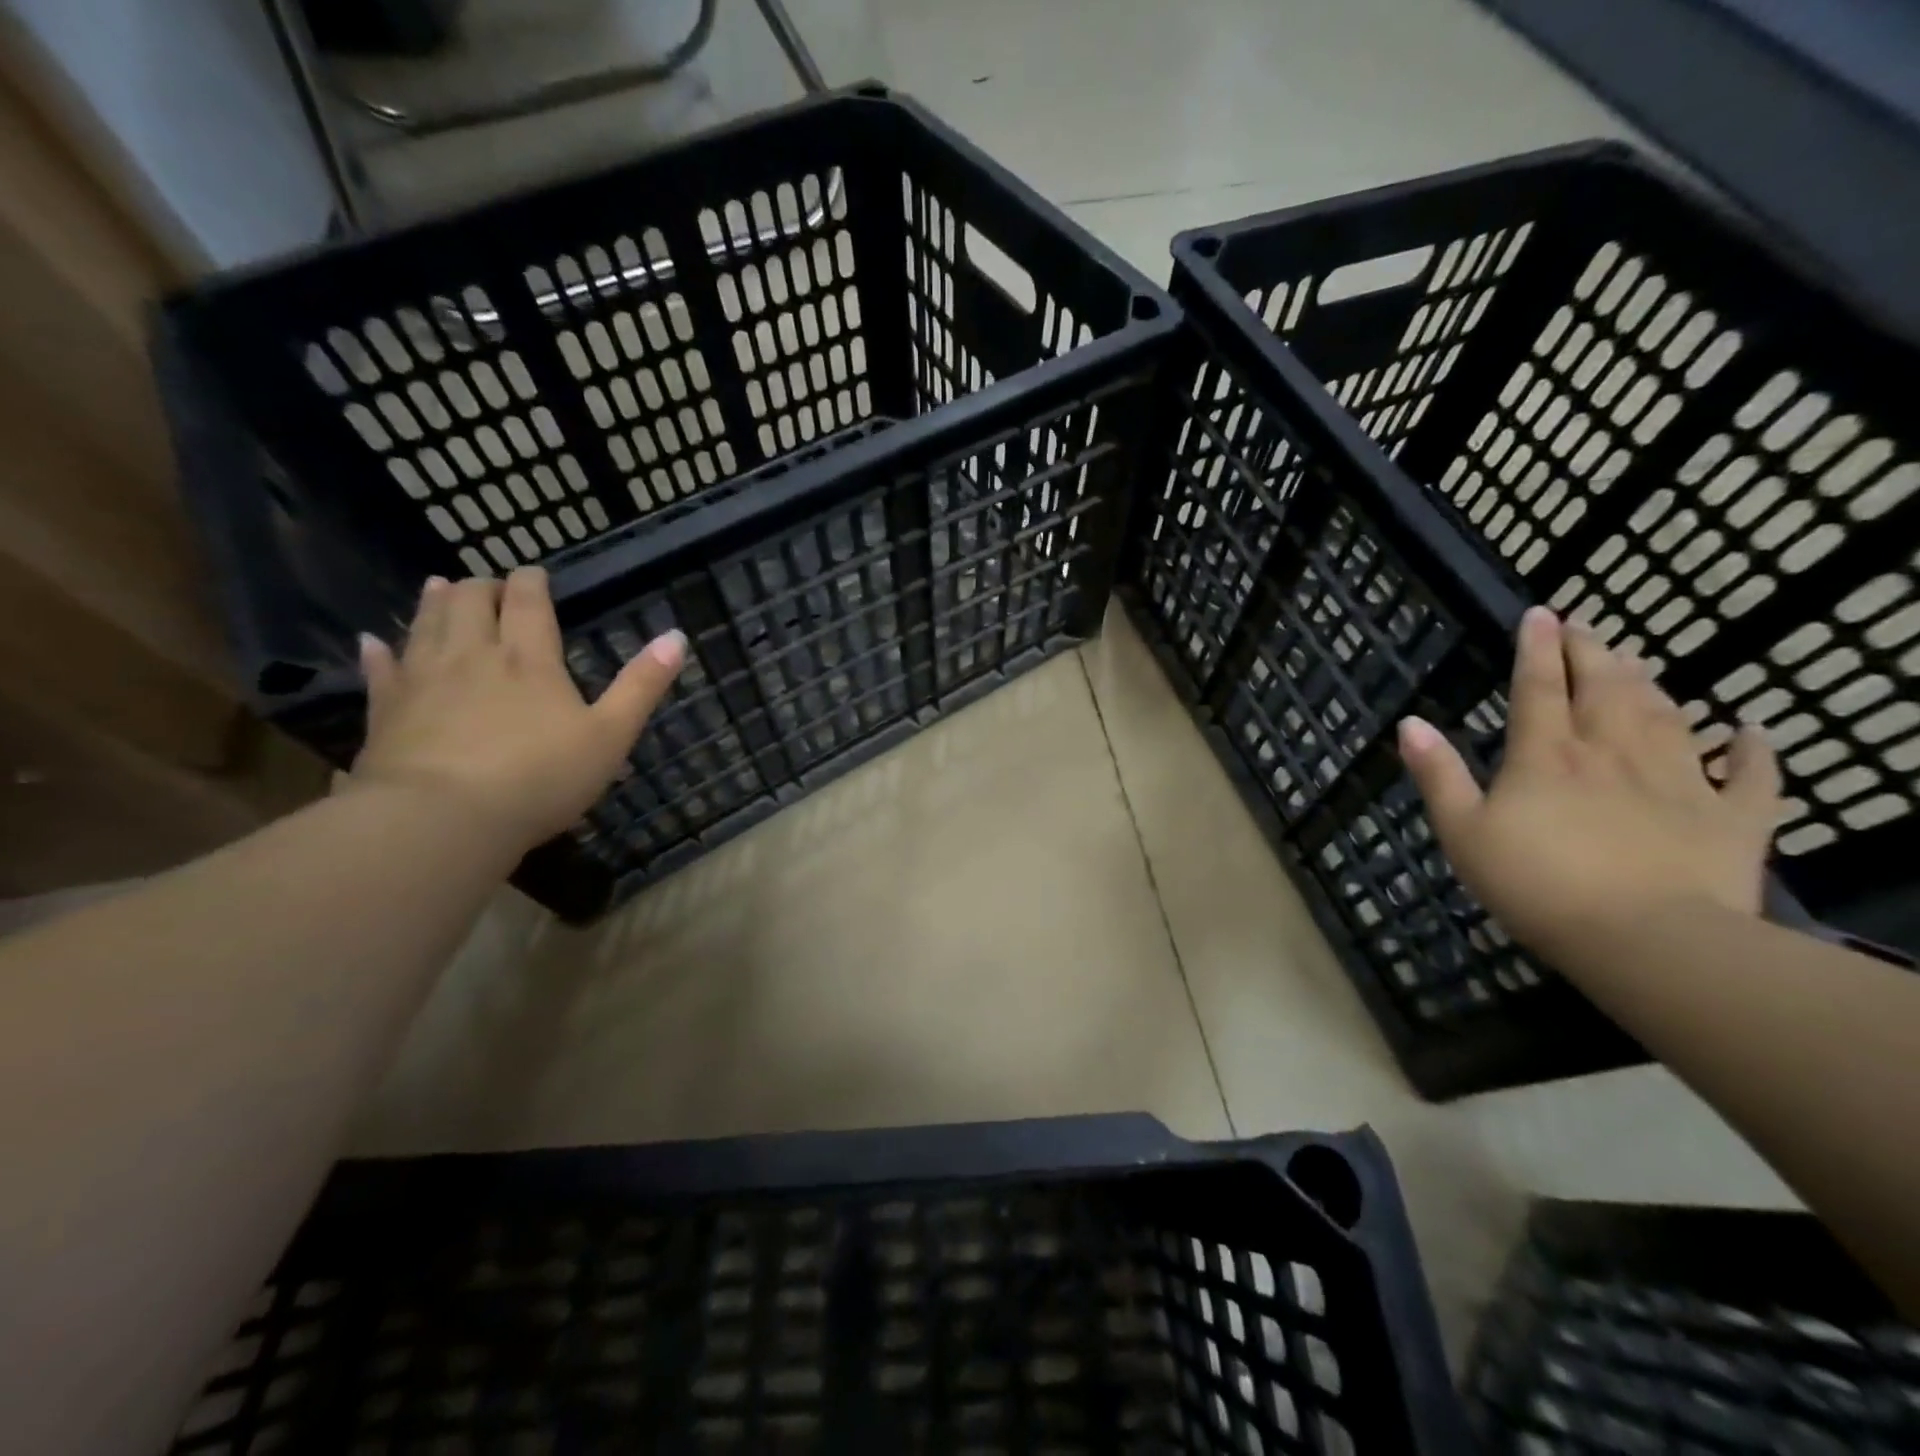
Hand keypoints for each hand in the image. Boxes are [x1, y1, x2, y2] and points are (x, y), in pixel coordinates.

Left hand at [350, 569, 685, 849]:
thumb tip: (677, 637)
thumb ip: (642, 685)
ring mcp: (422, 680)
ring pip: (425, 624)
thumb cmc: (540, 777)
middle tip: (491, 585)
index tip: (534, 572)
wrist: (442, 818)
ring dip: (435, 601)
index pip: (527, 601)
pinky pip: (380, 669)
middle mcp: (472, 655)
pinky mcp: (386, 710)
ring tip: (440, 586)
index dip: (531, 581)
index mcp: (528, 659)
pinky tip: (373, 642)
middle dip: (482, 587)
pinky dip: (379, 651)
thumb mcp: (610, 735)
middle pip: (469, 601)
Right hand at [1398, 606, 1780, 962]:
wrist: (1646, 940)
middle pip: (1605, 688)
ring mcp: (1680, 780)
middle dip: (1592, 652)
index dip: (1537, 648)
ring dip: (1651, 683)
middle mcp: (1613, 752)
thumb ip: (1438, 775)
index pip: (1539, 688)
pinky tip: (1749, 729)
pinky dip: (1752, 748)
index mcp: (1547, 756)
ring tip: (1639, 660)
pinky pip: (1750, 774)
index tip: (1540, 614)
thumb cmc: (1537, 885)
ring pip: (1668, 715)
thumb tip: (1410, 723)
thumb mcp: (1463, 832)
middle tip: (1584, 625)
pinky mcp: (1732, 817)